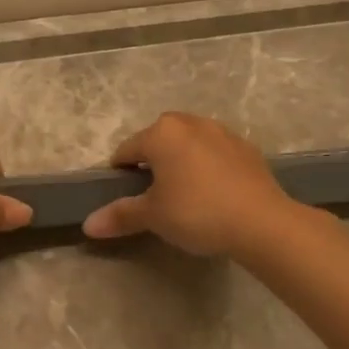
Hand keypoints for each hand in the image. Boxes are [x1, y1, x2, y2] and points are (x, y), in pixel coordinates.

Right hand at [81, 112, 300, 256]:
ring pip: (189, 144)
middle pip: (158, 141)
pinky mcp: (246, 148)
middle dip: (152, 163)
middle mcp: (190, 123)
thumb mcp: (153, 216)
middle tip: (154, 197)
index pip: (126, 151)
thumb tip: (87, 225)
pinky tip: (214, 194)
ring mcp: (222, 132)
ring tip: (185, 195)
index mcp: (161, 133)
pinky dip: (208, 167)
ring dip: (181, 162)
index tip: (124, 198)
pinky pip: (215, 153)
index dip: (119, 174)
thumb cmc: (197, 212)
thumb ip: (121, 215)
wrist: (261, 221)